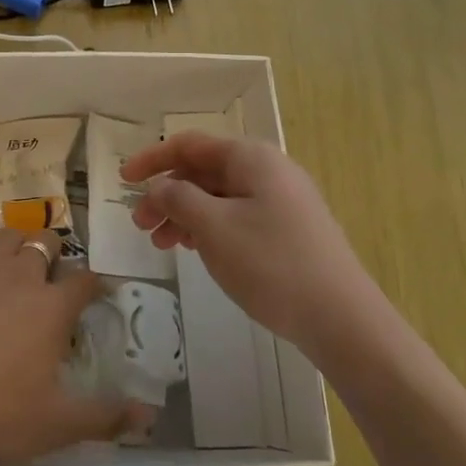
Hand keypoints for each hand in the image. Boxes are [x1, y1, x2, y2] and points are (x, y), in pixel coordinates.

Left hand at [0, 229, 143, 462]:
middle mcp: (23, 273)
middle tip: (49, 283)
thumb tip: (148, 413)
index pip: (86, 280)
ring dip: (18, 248)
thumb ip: (104, 418)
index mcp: (53, 306)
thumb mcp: (54, 425)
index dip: (96, 284)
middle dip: (54, 257)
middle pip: (47, 244)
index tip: (98, 292)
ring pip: (10, 235)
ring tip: (14, 270)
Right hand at [121, 132, 374, 348]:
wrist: (343, 320)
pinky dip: (208, 228)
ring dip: (184, 214)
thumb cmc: (271, 264)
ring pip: (218, 198)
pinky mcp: (288, 231)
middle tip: (140, 225)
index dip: (152, 159)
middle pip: (203, 172)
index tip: (122, 180)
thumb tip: (160, 186)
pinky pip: (236, 217)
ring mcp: (281, 202)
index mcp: (251, 158)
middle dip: (167, 194)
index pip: (190, 145)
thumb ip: (178, 198)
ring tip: (161, 244)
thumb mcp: (214, 227)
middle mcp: (267, 171)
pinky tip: (194, 250)